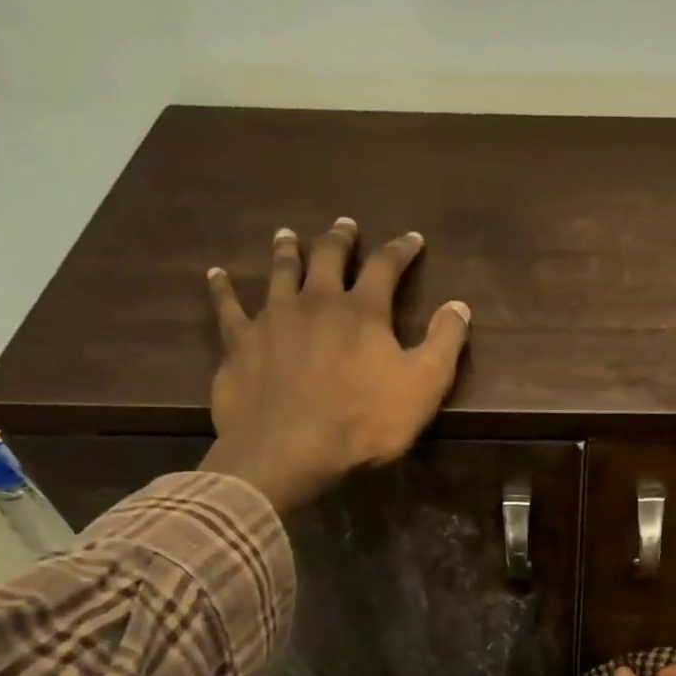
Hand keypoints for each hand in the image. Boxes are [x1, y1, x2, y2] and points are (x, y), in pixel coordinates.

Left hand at [199, 218, 470, 511]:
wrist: (290, 450)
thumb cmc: (365, 422)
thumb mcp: (423, 386)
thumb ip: (445, 343)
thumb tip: (459, 305)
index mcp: (363, 312)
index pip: (386, 267)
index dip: (401, 250)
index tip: (412, 239)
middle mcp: (316, 302)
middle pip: (328, 258)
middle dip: (341, 240)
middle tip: (345, 225)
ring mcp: (273, 319)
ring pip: (280, 272)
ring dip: (287, 251)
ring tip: (288, 235)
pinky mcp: (240, 343)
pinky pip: (228, 307)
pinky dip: (223, 289)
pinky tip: (216, 275)